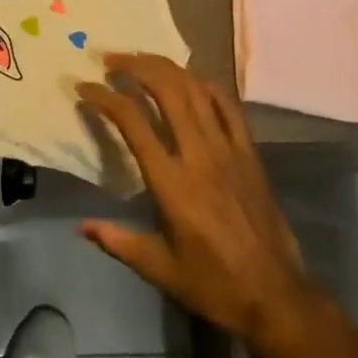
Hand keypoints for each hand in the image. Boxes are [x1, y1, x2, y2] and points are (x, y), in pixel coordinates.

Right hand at [78, 53, 318, 356]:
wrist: (277, 296)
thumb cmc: (214, 284)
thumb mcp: (159, 269)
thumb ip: (117, 241)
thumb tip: (81, 226)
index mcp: (171, 183)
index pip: (132, 122)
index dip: (105, 98)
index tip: (84, 87)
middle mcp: (198, 154)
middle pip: (166, 90)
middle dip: (135, 66)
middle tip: (111, 60)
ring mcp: (228, 149)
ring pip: (195, 89)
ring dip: (165, 67)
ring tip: (141, 61)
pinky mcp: (249, 152)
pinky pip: (227, 105)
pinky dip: (205, 84)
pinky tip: (189, 79)